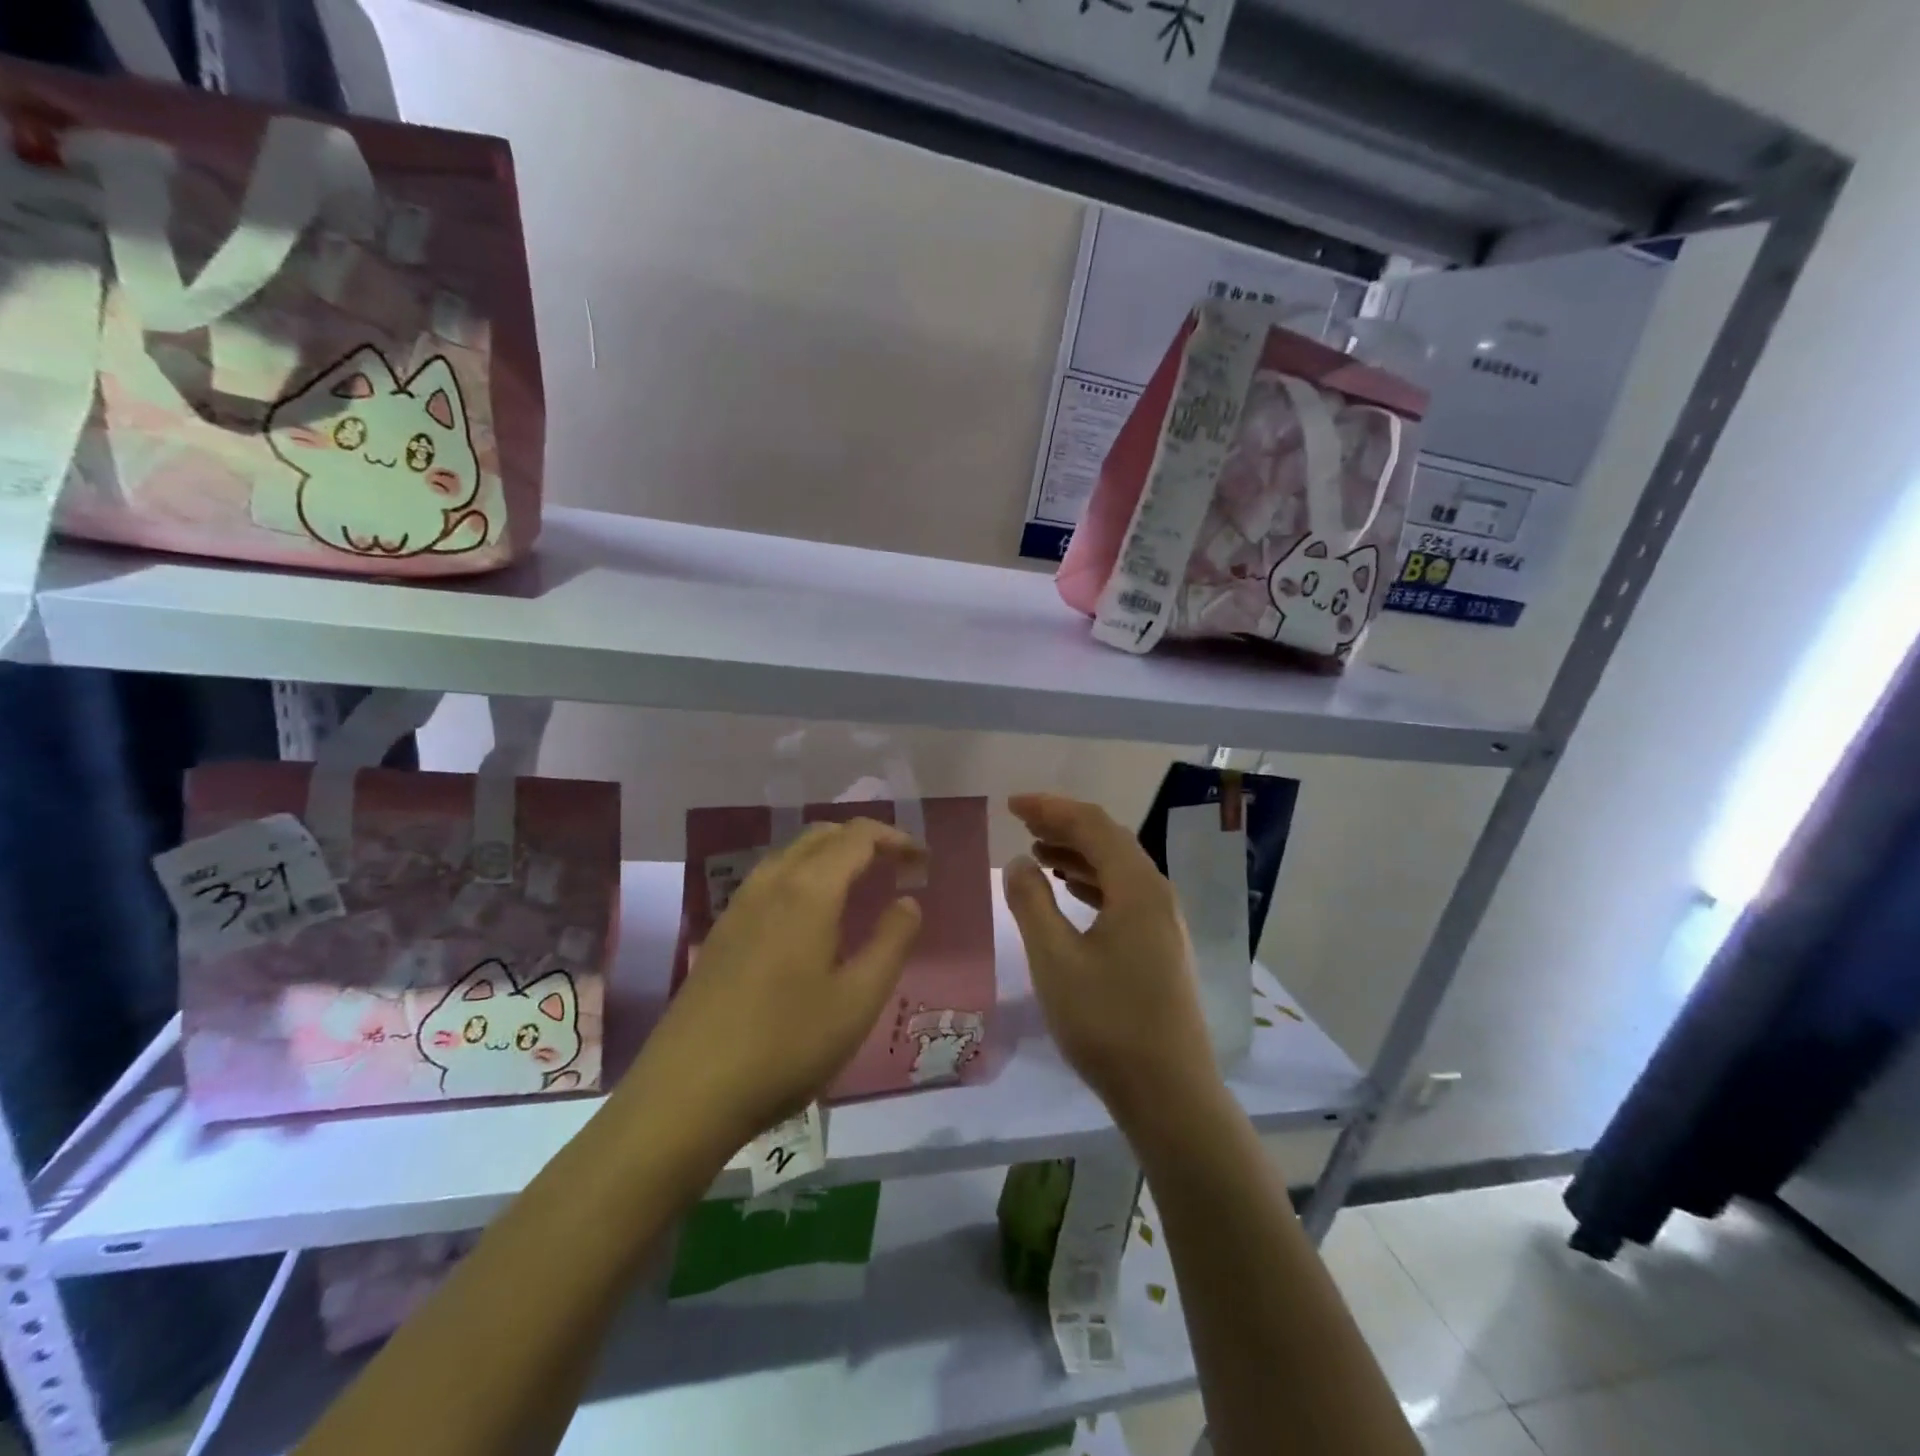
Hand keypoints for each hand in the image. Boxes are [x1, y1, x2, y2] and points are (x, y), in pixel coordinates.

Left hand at [624, 819, 924, 1156]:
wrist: (686, 1093)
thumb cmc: (786, 1045)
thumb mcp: (857, 1001)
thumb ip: (891, 943)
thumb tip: (907, 901)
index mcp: (809, 891)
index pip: (857, 837)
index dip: (894, 838)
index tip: (921, 860)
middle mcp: (771, 883)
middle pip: (822, 836)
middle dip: (864, 841)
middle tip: (895, 870)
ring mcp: (739, 906)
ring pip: (791, 854)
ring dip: (831, 856)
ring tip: (859, 888)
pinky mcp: (722, 932)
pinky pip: (771, 880)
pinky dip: (803, 876)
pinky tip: (811, 919)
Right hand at [1002, 793, 1218, 1120]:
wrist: (1169, 1093)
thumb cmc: (1106, 1022)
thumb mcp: (1054, 959)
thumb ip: (1031, 903)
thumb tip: (1018, 861)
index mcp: (1137, 887)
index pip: (1093, 825)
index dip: (1051, 808)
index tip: (1012, 805)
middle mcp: (1157, 894)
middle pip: (1110, 840)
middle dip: (1064, 825)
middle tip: (1021, 822)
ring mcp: (1165, 921)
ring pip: (1118, 868)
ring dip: (1078, 854)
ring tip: (1037, 853)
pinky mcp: (1162, 946)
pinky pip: (1124, 895)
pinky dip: (1092, 883)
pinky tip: (1070, 894)